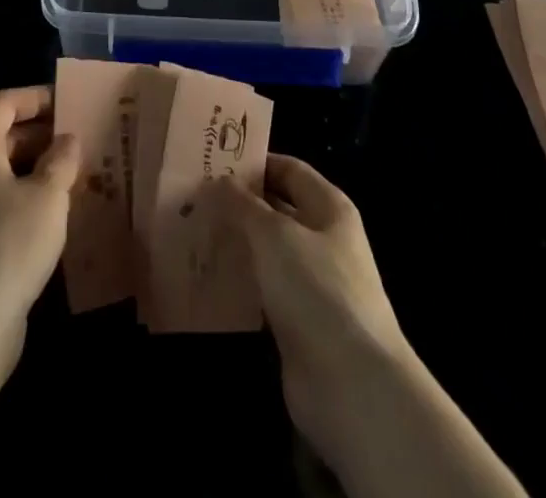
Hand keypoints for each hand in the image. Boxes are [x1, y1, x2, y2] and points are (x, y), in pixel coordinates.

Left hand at [0, 85, 79, 326]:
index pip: (3, 103)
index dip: (35, 97)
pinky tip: (53, 213)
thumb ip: (61, 160)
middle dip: (39, 132)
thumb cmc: (9, 244)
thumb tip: (67, 140)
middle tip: (77, 138)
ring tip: (72, 174)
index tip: (68, 102)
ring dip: (34, 166)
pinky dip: (23, 194)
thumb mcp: (48, 196)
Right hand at [214, 156, 410, 466]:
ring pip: (268, 252)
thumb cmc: (316, 290)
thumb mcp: (274, 235)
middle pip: (277, 210)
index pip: (289, 169)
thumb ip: (244, 205)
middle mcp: (324, 240)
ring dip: (236, 244)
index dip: (255, 163)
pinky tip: (209, 278)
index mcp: (329, 208)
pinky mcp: (299, 322)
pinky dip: (240, 283)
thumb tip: (219, 181)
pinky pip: (264, 291)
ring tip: (193, 233)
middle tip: (194, 197)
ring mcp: (313, 283)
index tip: (214, 160)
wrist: (352, 385)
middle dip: (239, 204)